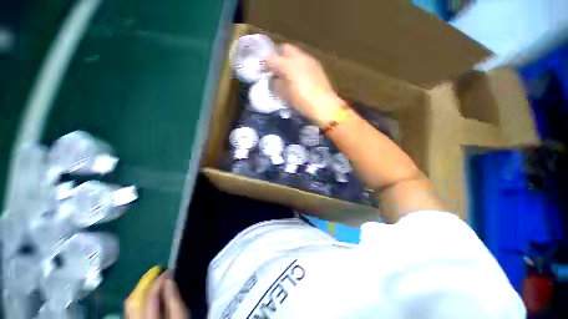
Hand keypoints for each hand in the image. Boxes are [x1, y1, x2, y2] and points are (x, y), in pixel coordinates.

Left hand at [125, 271, 188, 318]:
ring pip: (131, 303)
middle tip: (160, 272)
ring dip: (142, 289)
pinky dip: (139, 297)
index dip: (159, 280)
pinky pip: (132, 308)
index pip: (150, 296)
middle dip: (146, 282)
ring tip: (154, 280)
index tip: (169, 270)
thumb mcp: (180, 316)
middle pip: (133, 299)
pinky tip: (148, 293)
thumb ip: (174, 300)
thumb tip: (169, 280)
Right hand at [265, 44, 343, 126]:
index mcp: (287, 65)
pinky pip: (304, 61)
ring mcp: (310, 61)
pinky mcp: (317, 67)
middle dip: (278, 57)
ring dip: (289, 61)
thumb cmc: (301, 102)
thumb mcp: (285, 95)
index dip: (265, 63)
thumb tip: (273, 80)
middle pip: (285, 49)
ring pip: (296, 54)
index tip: (263, 70)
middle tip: (276, 69)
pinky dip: (298, 65)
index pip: (271, 58)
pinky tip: (299, 76)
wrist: (324, 106)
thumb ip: (276, 85)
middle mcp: (299, 58)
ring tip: (287, 73)